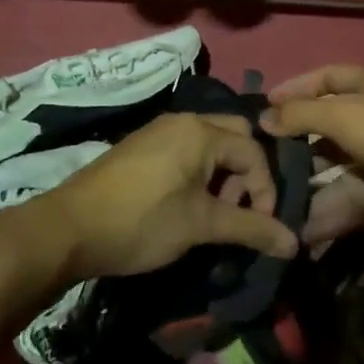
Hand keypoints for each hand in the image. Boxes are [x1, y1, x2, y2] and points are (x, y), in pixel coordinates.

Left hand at [39, 113, 299, 281]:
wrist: (69, 227)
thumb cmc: (141, 221)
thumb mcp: (200, 225)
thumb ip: (250, 229)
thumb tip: (294, 243)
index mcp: (201, 130)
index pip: (254, 151)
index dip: (266, 189)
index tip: (260, 226)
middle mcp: (182, 120)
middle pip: (234, 136)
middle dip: (246, 174)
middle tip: (238, 210)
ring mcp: (159, 130)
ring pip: (209, 143)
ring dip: (222, 174)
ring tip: (212, 213)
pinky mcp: (142, 145)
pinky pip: (186, 148)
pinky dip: (199, 171)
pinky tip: (186, 204)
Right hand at [262, 65, 363, 237]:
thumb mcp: (344, 114)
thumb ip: (301, 115)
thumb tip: (264, 117)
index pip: (326, 78)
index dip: (295, 89)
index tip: (264, 106)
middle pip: (329, 127)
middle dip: (298, 144)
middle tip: (263, 162)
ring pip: (339, 168)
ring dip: (311, 185)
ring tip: (276, 203)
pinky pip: (354, 199)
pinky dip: (332, 212)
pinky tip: (304, 228)